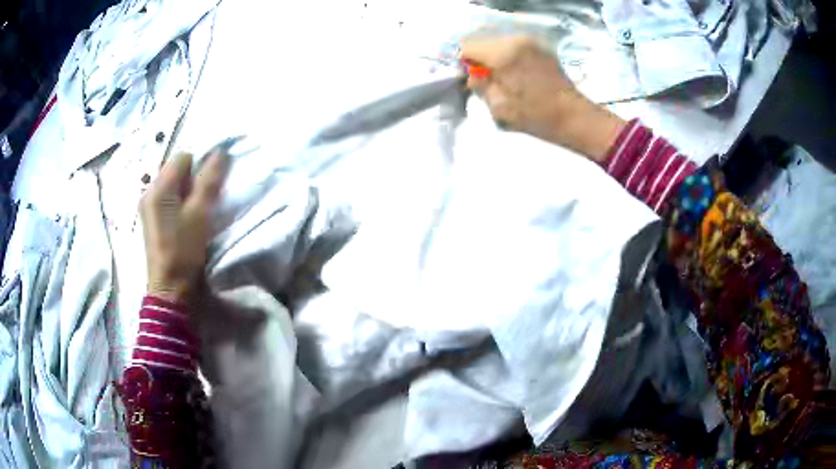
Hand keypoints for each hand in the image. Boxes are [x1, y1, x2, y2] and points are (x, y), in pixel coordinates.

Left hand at [139, 150, 229, 303]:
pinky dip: (179, 203)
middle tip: (203, 204)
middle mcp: (148, 192)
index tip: (209, 190)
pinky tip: (184, 221)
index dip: (200, 168)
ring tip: (195, 214)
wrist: (169, 289)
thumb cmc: (183, 250)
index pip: (183, 158)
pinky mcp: (151, 219)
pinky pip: (167, 199)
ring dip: (186, 192)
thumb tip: (220, 152)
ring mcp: (147, 206)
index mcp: (158, 188)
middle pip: (176, 170)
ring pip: (172, 185)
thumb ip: (209, 181)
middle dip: (192, 180)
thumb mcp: (200, 214)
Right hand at [461, 35, 624, 161]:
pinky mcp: (540, 48)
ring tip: (497, 77)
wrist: (574, 117)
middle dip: (475, 57)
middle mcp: (516, 40)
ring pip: (496, 41)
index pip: (467, 45)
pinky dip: (506, 56)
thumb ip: (479, 85)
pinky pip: (512, 45)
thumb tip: (471, 73)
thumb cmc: (537, 116)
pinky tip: (513, 74)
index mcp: (504, 53)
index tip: (464, 75)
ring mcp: (530, 42)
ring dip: (491, 56)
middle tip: (479, 78)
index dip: (460, 60)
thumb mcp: (499, 107)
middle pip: (481, 40)